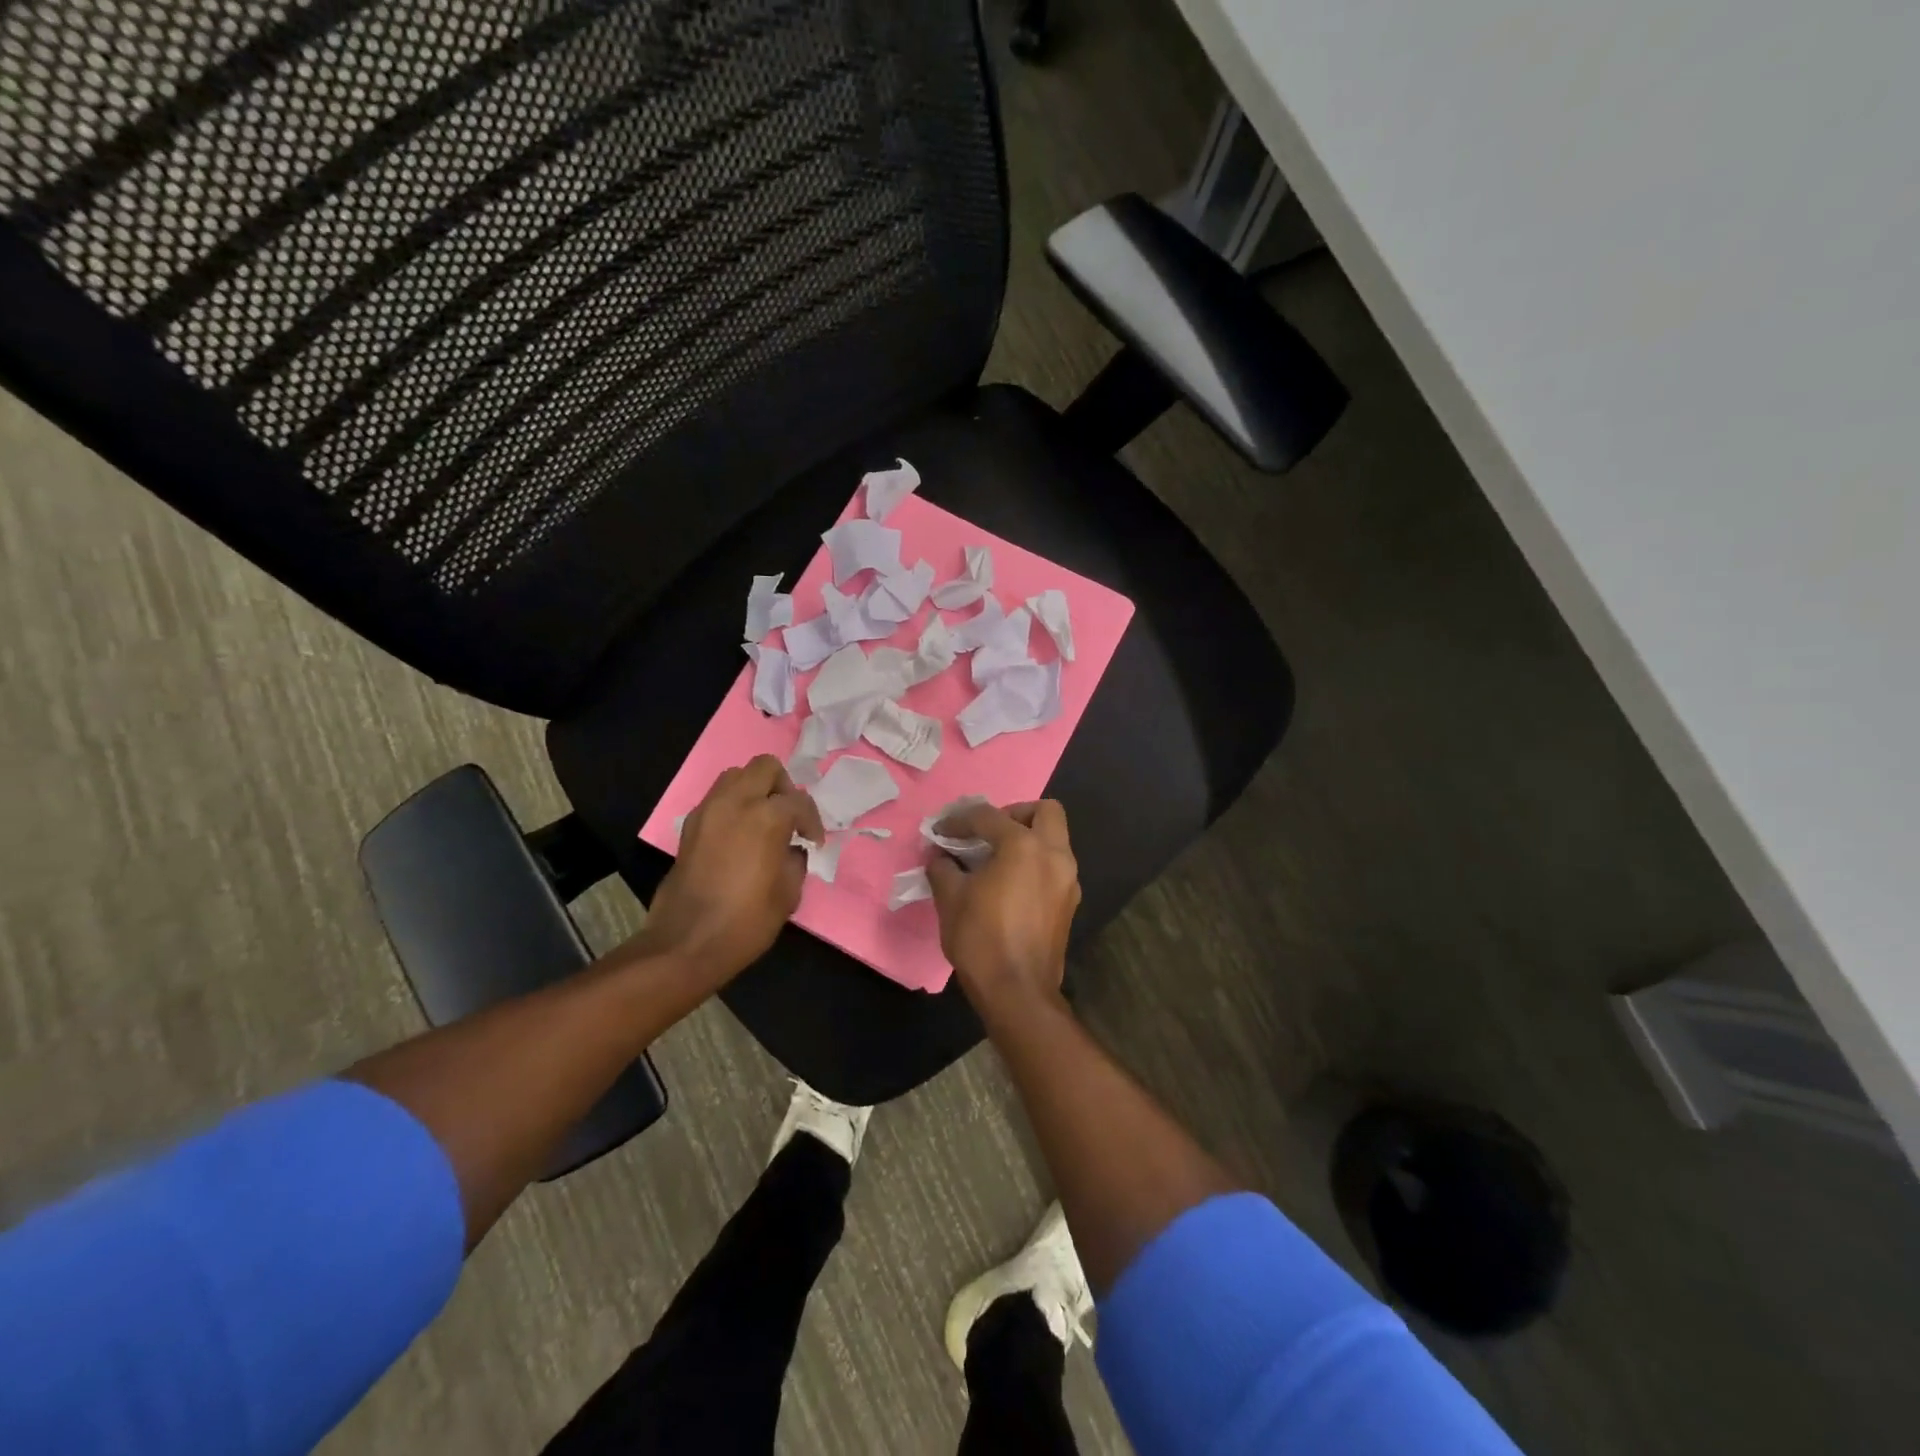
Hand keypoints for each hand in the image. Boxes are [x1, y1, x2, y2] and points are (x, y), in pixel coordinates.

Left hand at [643, 756, 823, 978]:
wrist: (686, 944)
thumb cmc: (746, 921)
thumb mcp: (788, 893)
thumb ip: (795, 860)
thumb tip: (791, 848)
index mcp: (766, 817)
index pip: (799, 801)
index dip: (812, 821)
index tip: (813, 843)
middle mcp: (735, 802)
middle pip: (765, 767)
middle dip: (783, 787)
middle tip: (789, 818)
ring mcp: (708, 811)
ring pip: (736, 776)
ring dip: (755, 791)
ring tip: (764, 822)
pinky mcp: (690, 826)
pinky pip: (717, 799)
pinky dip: (734, 806)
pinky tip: (741, 837)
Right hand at [927, 800, 1080, 1020]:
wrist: (1017, 992)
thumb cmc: (981, 939)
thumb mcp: (950, 898)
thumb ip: (943, 867)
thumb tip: (940, 856)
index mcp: (1024, 846)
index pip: (989, 817)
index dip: (959, 820)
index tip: (940, 831)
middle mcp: (1054, 855)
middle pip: (1045, 812)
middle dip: (1015, 814)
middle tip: (988, 833)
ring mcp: (1068, 880)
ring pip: (1054, 840)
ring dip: (1027, 839)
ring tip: (995, 859)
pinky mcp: (1069, 903)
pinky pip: (1054, 867)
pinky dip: (1035, 864)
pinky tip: (1009, 884)